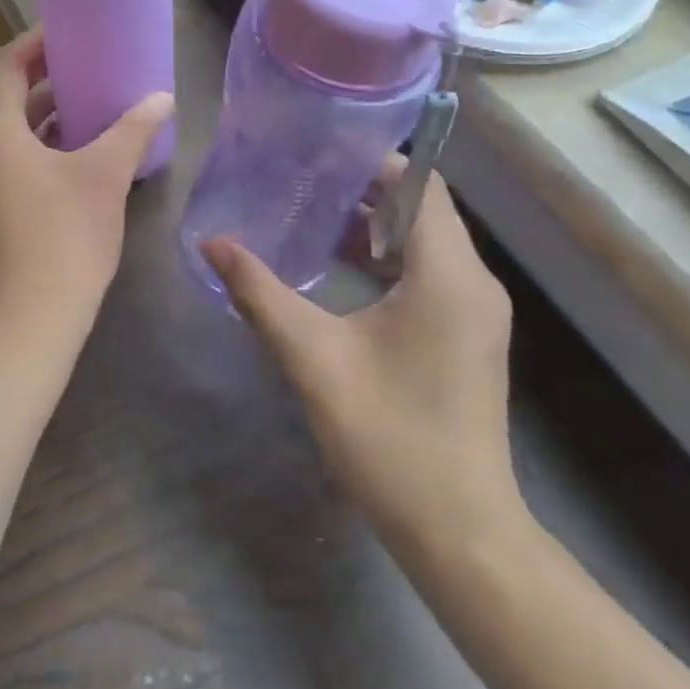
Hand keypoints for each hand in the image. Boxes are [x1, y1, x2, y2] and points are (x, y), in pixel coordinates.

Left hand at [0, 28, 173, 350]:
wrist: (30, 318)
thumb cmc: (66, 235)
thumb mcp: (105, 174)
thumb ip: (134, 129)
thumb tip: (163, 98)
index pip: (7, 64)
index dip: (37, 42)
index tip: (72, 30)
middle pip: (7, 95)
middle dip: (48, 76)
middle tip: (91, 63)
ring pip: (11, 129)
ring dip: (47, 113)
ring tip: (93, 100)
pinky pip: (13, 156)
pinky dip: (42, 143)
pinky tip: (82, 149)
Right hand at [201, 167, 522, 565]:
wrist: (459, 533)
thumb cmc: (389, 438)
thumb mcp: (314, 359)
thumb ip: (261, 294)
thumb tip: (213, 244)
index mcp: (449, 275)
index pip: (420, 186)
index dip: (372, 163)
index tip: (318, 155)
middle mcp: (474, 284)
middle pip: (422, 211)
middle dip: (364, 193)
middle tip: (302, 184)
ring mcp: (476, 314)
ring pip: (425, 244)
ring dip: (374, 229)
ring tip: (310, 221)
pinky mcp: (468, 338)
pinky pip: (430, 275)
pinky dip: (388, 262)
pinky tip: (341, 274)